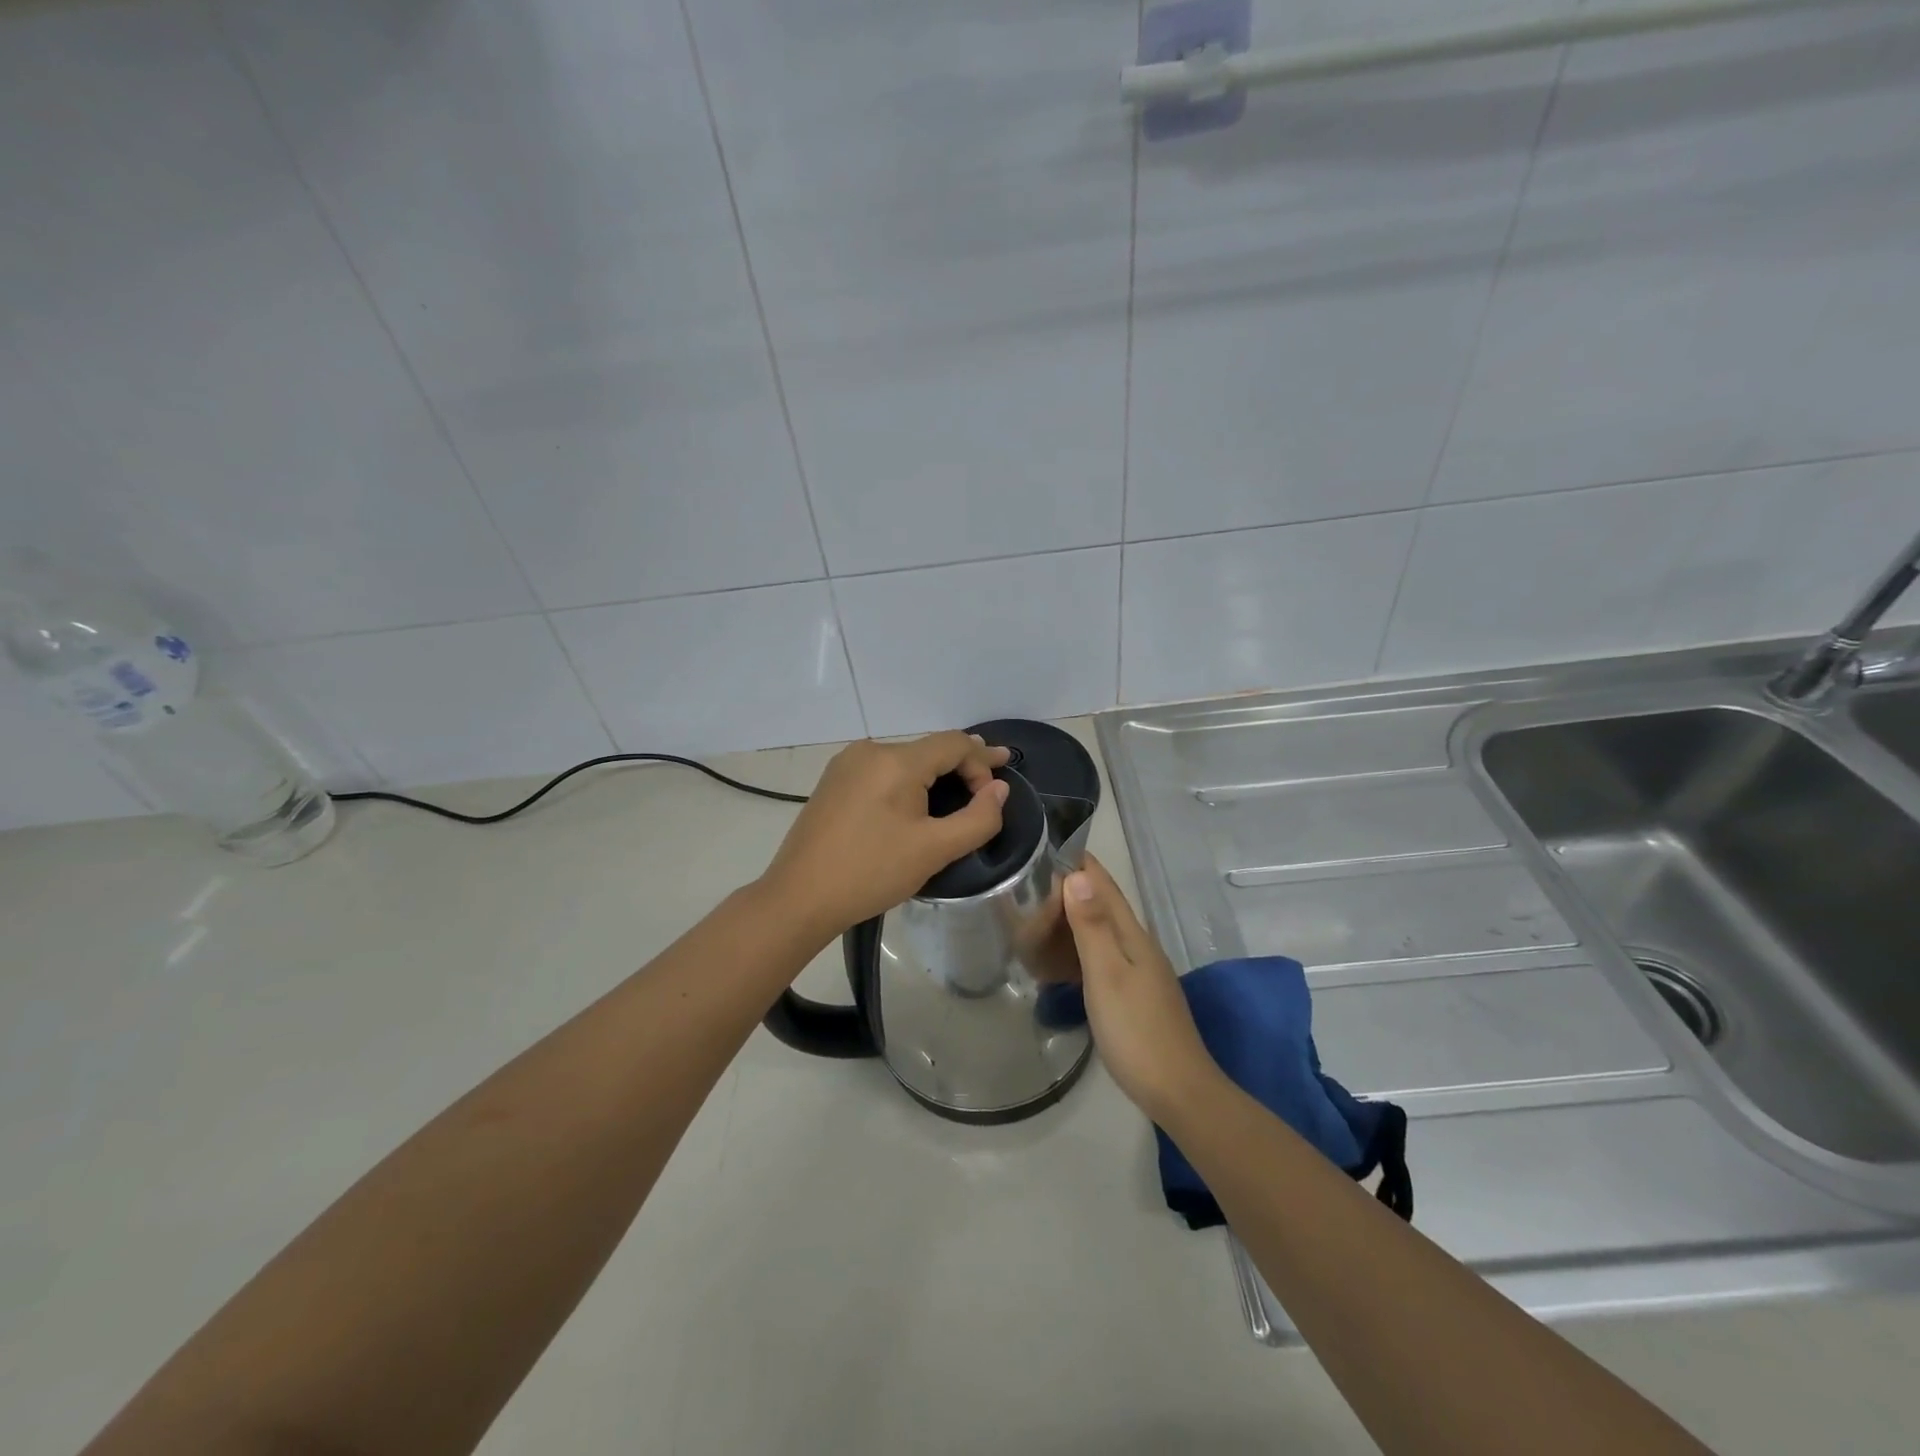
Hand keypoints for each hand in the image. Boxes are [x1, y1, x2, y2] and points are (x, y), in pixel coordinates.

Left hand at [759, 732, 1010, 944]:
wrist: (799, 897)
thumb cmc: (871, 872)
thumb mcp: (935, 850)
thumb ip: (978, 818)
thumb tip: (999, 790)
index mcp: (896, 760)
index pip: (954, 743)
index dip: (983, 761)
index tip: (999, 789)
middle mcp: (870, 750)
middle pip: (929, 749)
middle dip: (962, 766)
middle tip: (989, 784)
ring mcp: (846, 764)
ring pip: (905, 760)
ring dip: (934, 775)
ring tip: (958, 793)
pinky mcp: (833, 782)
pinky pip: (882, 772)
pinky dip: (907, 781)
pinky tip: (915, 802)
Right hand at [1063, 856, 1221, 1121]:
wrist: (1178, 1090)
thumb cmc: (1137, 1030)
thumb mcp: (1107, 975)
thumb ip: (1092, 926)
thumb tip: (1077, 875)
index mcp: (1133, 936)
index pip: (1105, 887)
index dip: (1082, 864)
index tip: (1053, 843)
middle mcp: (1139, 947)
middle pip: (1104, 906)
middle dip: (1074, 887)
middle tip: (1033, 879)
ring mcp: (1140, 973)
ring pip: (1103, 932)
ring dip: (1076, 917)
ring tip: (1041, 913)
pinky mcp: (1136, 995)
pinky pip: (1103, 957)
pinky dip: (1080, 948)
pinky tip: (1065, 959)